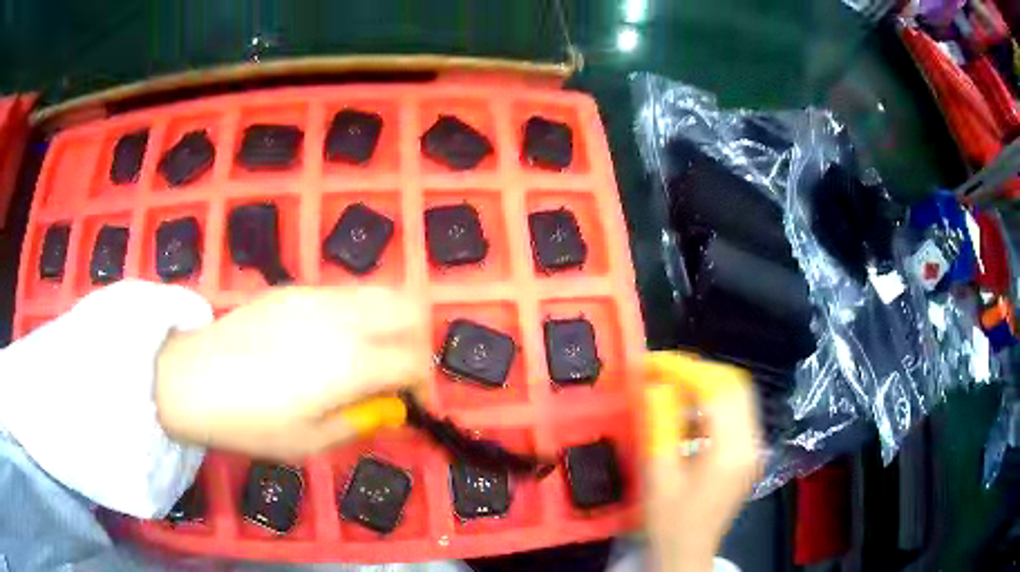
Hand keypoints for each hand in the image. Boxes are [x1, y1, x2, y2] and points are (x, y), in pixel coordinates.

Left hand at [155, 287, 426, 460]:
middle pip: (411, 307)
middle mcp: (343, 318)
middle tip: (396, 373)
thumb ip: (361, 421)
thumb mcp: (311, 442)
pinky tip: (327, 343)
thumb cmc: (251, 423)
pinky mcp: (295, 289)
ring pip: (381, 292)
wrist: (191, 379)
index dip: (423, 386)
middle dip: (416, 341)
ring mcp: (318, 296)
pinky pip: (345, 294)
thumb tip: (391, 409)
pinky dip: (357, 315)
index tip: (410, 405)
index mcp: (351, 362)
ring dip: (389, 323)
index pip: (414, 361)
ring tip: (365, 357)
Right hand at [643, 353, 761, 571]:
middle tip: (661, 368)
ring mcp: (754, 446)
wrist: (687, 552)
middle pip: (734, 384)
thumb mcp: (658, 476)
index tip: (651, 362)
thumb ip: (660, 426)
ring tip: (671, 381)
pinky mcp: (749, 450)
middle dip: (697, 369)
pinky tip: (688, 405)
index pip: (716, 391)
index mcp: (730, 452)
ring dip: (705, 381)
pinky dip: (712, 398)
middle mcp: (751, 443)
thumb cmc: (669, 521)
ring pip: (738, 393)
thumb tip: (656, 385)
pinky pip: (736, 409)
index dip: (683, 370)